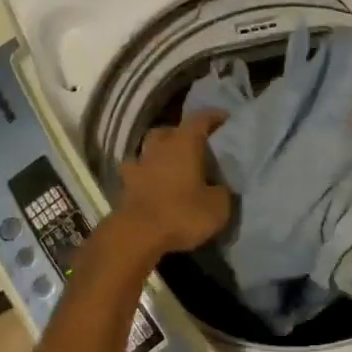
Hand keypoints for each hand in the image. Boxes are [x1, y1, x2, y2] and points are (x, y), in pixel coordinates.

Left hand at [114, 110, 231, 256]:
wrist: (137, 235)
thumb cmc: (182, 214)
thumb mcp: (218, 207)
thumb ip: (223, 191)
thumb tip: (221, 186)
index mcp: (184, 143)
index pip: (200, 118)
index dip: (214, 117)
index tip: (226, 119)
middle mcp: (159, 147)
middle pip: (170, 130)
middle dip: (183, 134)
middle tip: (197, 145)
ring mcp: (138, 164)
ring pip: (150, 148)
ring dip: (161, 153)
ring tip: (174, 165)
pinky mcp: (125, 185)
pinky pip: (138, 172)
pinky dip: (146, 174)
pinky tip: (153, 183)